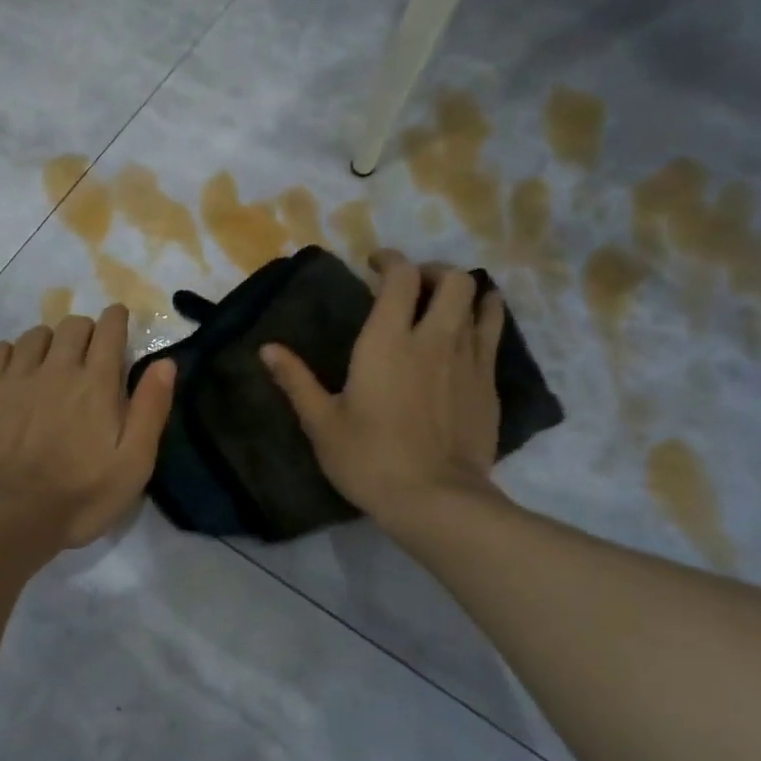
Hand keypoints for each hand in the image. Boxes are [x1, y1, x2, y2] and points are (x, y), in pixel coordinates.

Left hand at [0, 305, 176, 549]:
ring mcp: (16, 376)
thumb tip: (165, 362)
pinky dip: (11, 352)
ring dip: (50, 341)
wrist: (6, 515)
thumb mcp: (133, 463)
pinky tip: (14, 371)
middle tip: (88, 353)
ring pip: (36, 335)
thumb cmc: (79, 497)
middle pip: (73, 325)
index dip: (116, 319)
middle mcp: (57, 368)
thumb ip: (150, 409)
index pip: (109, 330)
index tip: (118, 320)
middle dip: (85, 330)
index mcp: (97, 383)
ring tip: (51, 363)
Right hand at [260, 252, 504, 523]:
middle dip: (432, 271)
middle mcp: (434, 338)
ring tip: (444, 303)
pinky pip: (493, 333)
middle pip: (452, 279)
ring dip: (462, 292)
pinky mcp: (489, 384)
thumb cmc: (368, 459)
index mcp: (388, 342)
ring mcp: (469, 360)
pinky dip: (483, 319)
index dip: (389, 260)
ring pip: (480, 301)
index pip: (401, 276)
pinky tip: (468, 332)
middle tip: (412, 286)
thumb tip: (267, 349)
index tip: (374, 264)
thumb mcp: (322, 422)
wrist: (434, 500)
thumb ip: (296, 380)